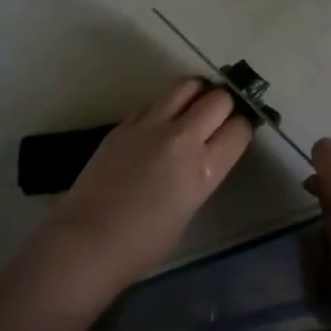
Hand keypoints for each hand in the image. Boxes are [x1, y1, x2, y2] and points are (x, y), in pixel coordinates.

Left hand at [27, 78, 252, 300]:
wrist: (88, 240)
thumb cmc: (143, 244)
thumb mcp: (189, 209)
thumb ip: (201, 175)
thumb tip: (203, 156)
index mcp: (204, 168)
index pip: (239, 129)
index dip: (242, 128)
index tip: (237, 133)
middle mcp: (182, 138)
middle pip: (218, 98)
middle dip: (225, 104)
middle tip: (219, 116)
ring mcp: (151, 125)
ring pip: (186, 85)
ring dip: (197, 92)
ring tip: (194, 105)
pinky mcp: (125, 122)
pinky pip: (155, 100)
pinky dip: (166, 104)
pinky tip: (161, 121)